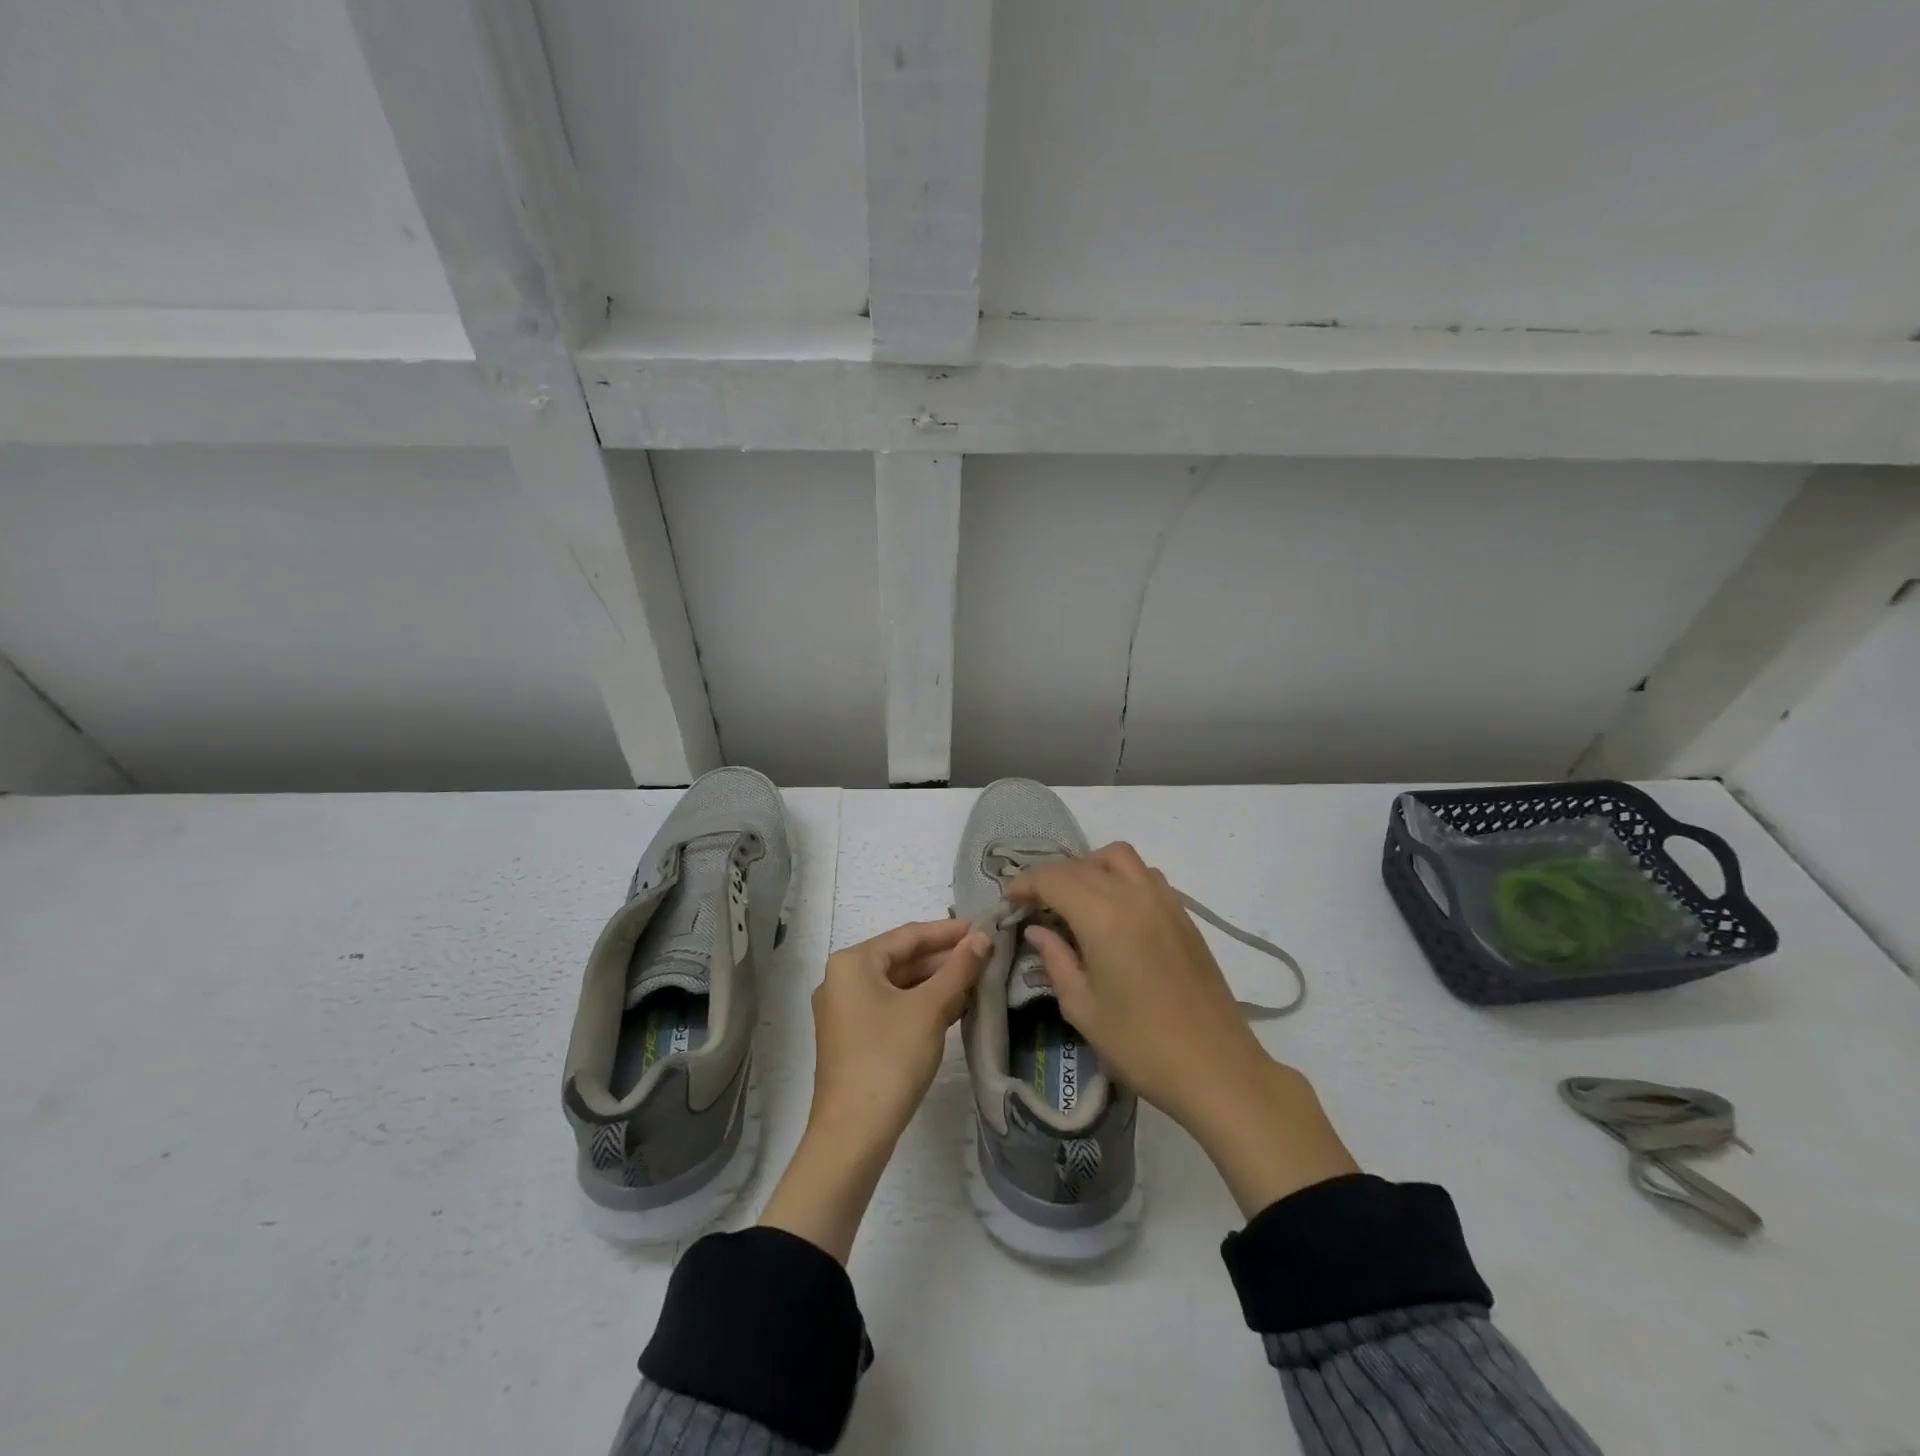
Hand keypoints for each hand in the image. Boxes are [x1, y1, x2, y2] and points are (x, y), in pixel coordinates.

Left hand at [805, 918, 990, 1147]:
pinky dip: (923, 1004)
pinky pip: (894, 1007)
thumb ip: (958, 969)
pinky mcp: (855, 1037)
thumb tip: (982, 937)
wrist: (853, 1135)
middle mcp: (844, 979)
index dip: (949, 931)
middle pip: (903, 959)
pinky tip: (957, 1006)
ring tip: (980, 979)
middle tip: (988, 955)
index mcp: (853, 963)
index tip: (985, 926)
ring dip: (938, 982)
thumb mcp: (929, 1009)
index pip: (909, 935)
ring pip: (900, 985)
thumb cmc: (889, 1059)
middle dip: (946, 959)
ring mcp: (846, 1010)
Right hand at [1011, 844, 1356, 1215]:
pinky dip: (1120, 877)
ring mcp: (1164, 901)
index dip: (1025, 883)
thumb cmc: (1141, 1045)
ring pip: (1119, 858)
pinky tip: (1113, 911)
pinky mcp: (1184, 915)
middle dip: (1051, 877)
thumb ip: (1056, 960)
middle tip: (1033, 904)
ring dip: (1089, 867)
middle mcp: (1133, 895)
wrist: (1216, 1068)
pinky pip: (1145, 875)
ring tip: (1073, 900)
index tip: (1008, 900)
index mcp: (1103, 916)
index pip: (1053, 879)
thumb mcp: (1083, 1008)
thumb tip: (1038, 931)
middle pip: (1082, 864)